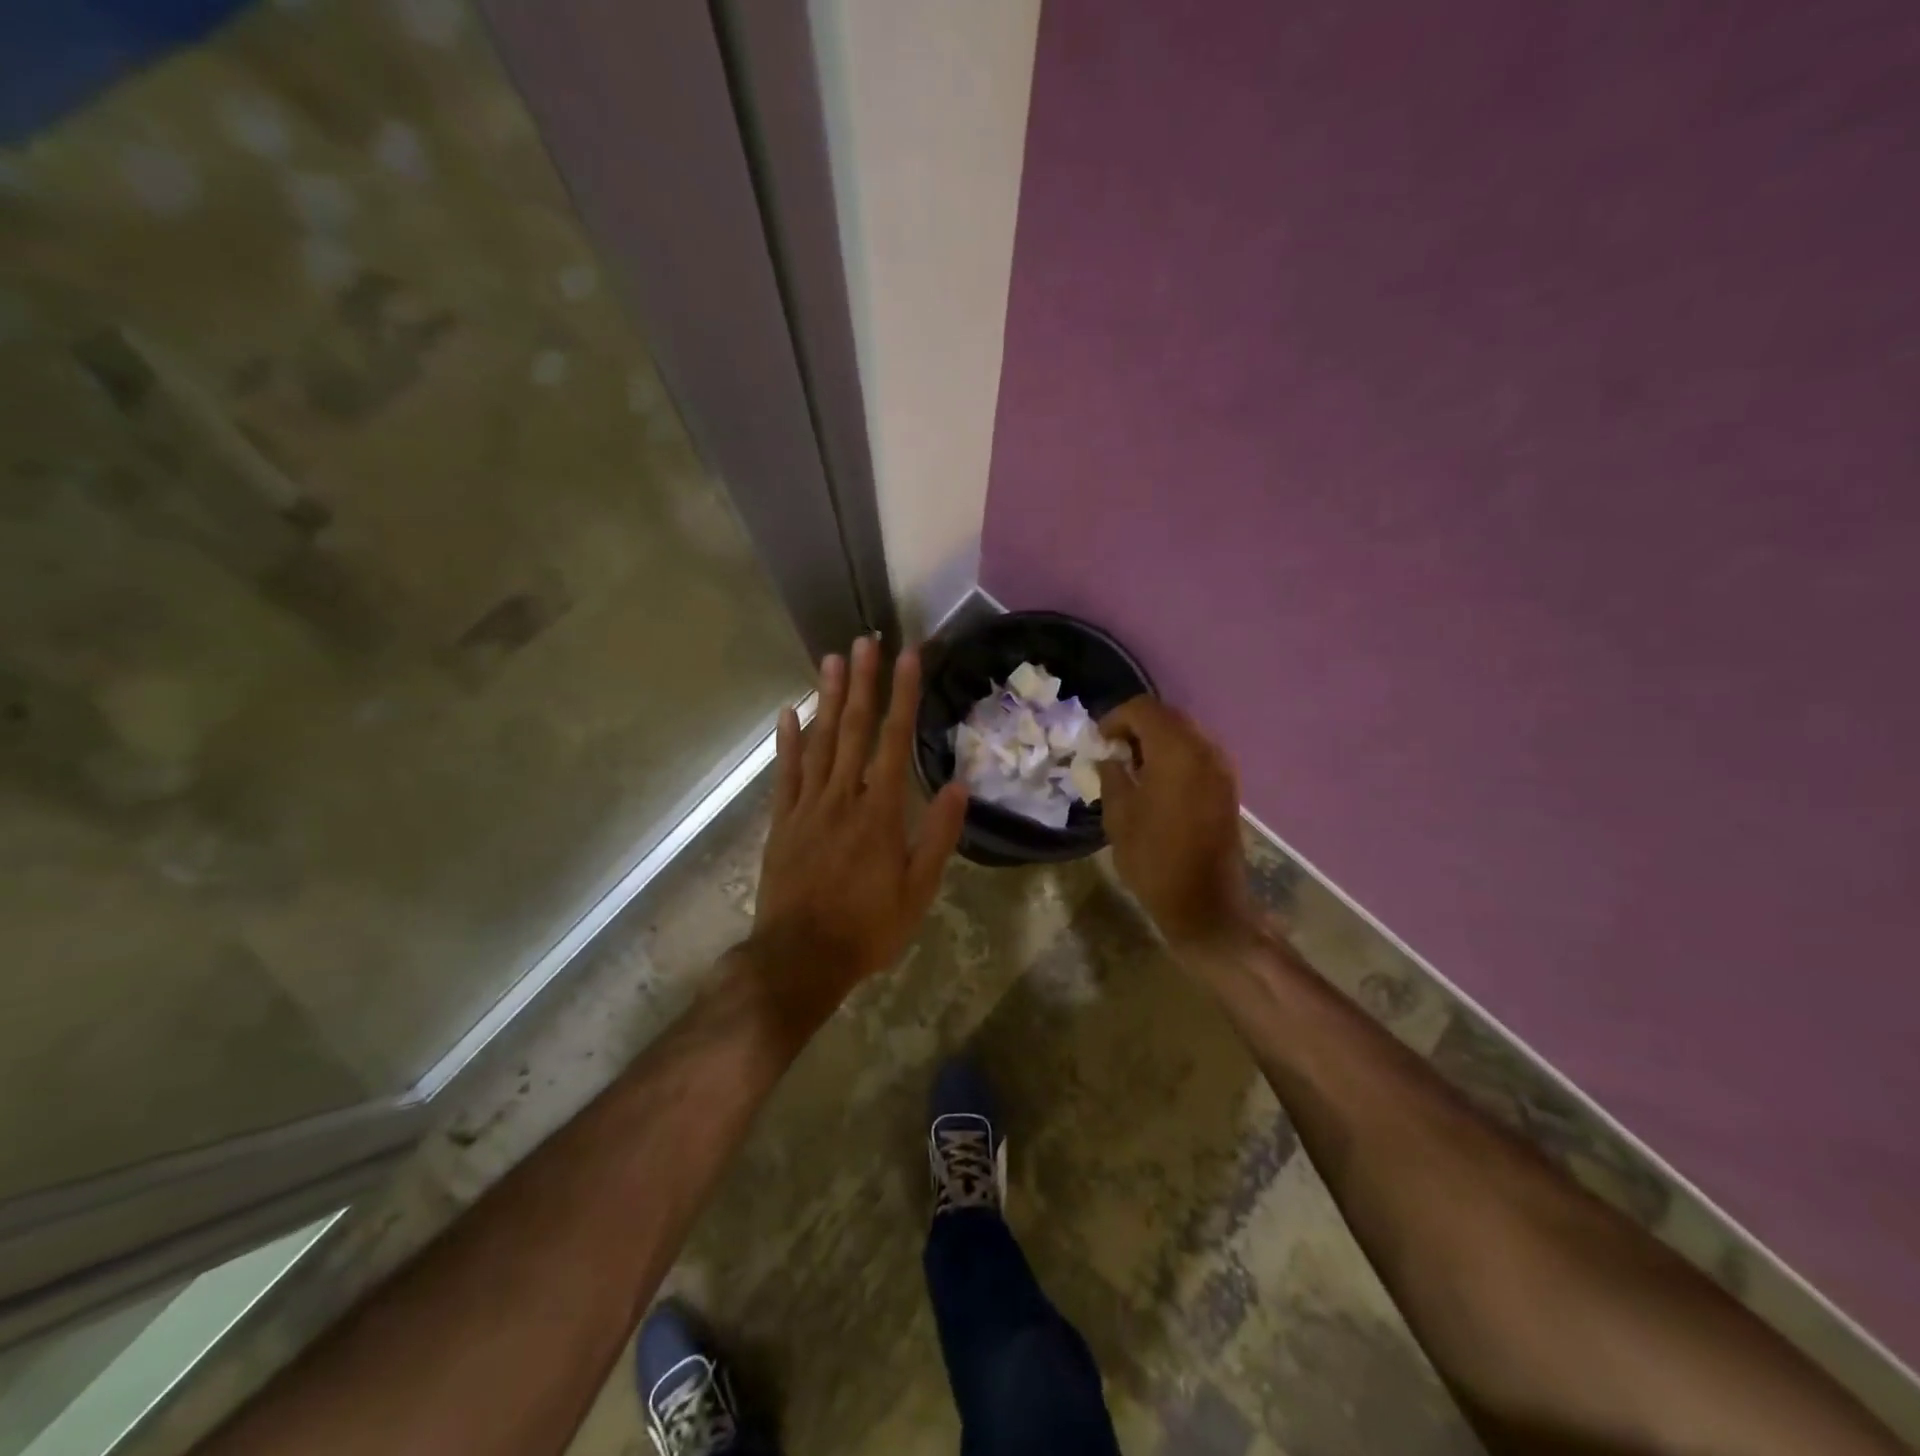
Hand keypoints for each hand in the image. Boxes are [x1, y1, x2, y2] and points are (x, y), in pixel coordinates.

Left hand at [745, 636, 968, 1022]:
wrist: (799, 959)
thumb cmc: (867, 927)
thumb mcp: (917, 891)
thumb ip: (936, 836)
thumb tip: (957, 786)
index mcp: (879, 813)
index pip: (894, 741)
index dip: (902, 697)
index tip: (908, 658)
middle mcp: (842, 798)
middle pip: (853, 730)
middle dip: (862, 683)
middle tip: (865, 641)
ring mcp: (807, 807)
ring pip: (819, 742)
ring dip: (827, 699)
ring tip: (832, 660)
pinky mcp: (781, 821)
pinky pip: (785, 773)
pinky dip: (787, 741)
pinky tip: (788, 712)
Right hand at [1097, 697, 1252, 948]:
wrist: (1205, 903)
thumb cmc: (1154, 859)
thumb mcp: (1119, 816)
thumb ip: (1112, 776)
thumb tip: (1109, 758)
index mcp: (1176, 751)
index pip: (1144, 709)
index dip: (1115, 718)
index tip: (1098, 742)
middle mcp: (1205, 749)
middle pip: (1168, 716)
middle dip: (1137, 726)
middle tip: (1112, 751)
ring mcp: (1221, 767)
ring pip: (1185, 733)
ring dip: (1157, 740)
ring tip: (1133, 767)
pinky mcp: (1227, 786)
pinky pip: (1198, 753)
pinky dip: (1175, 755)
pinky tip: (1157, 782)